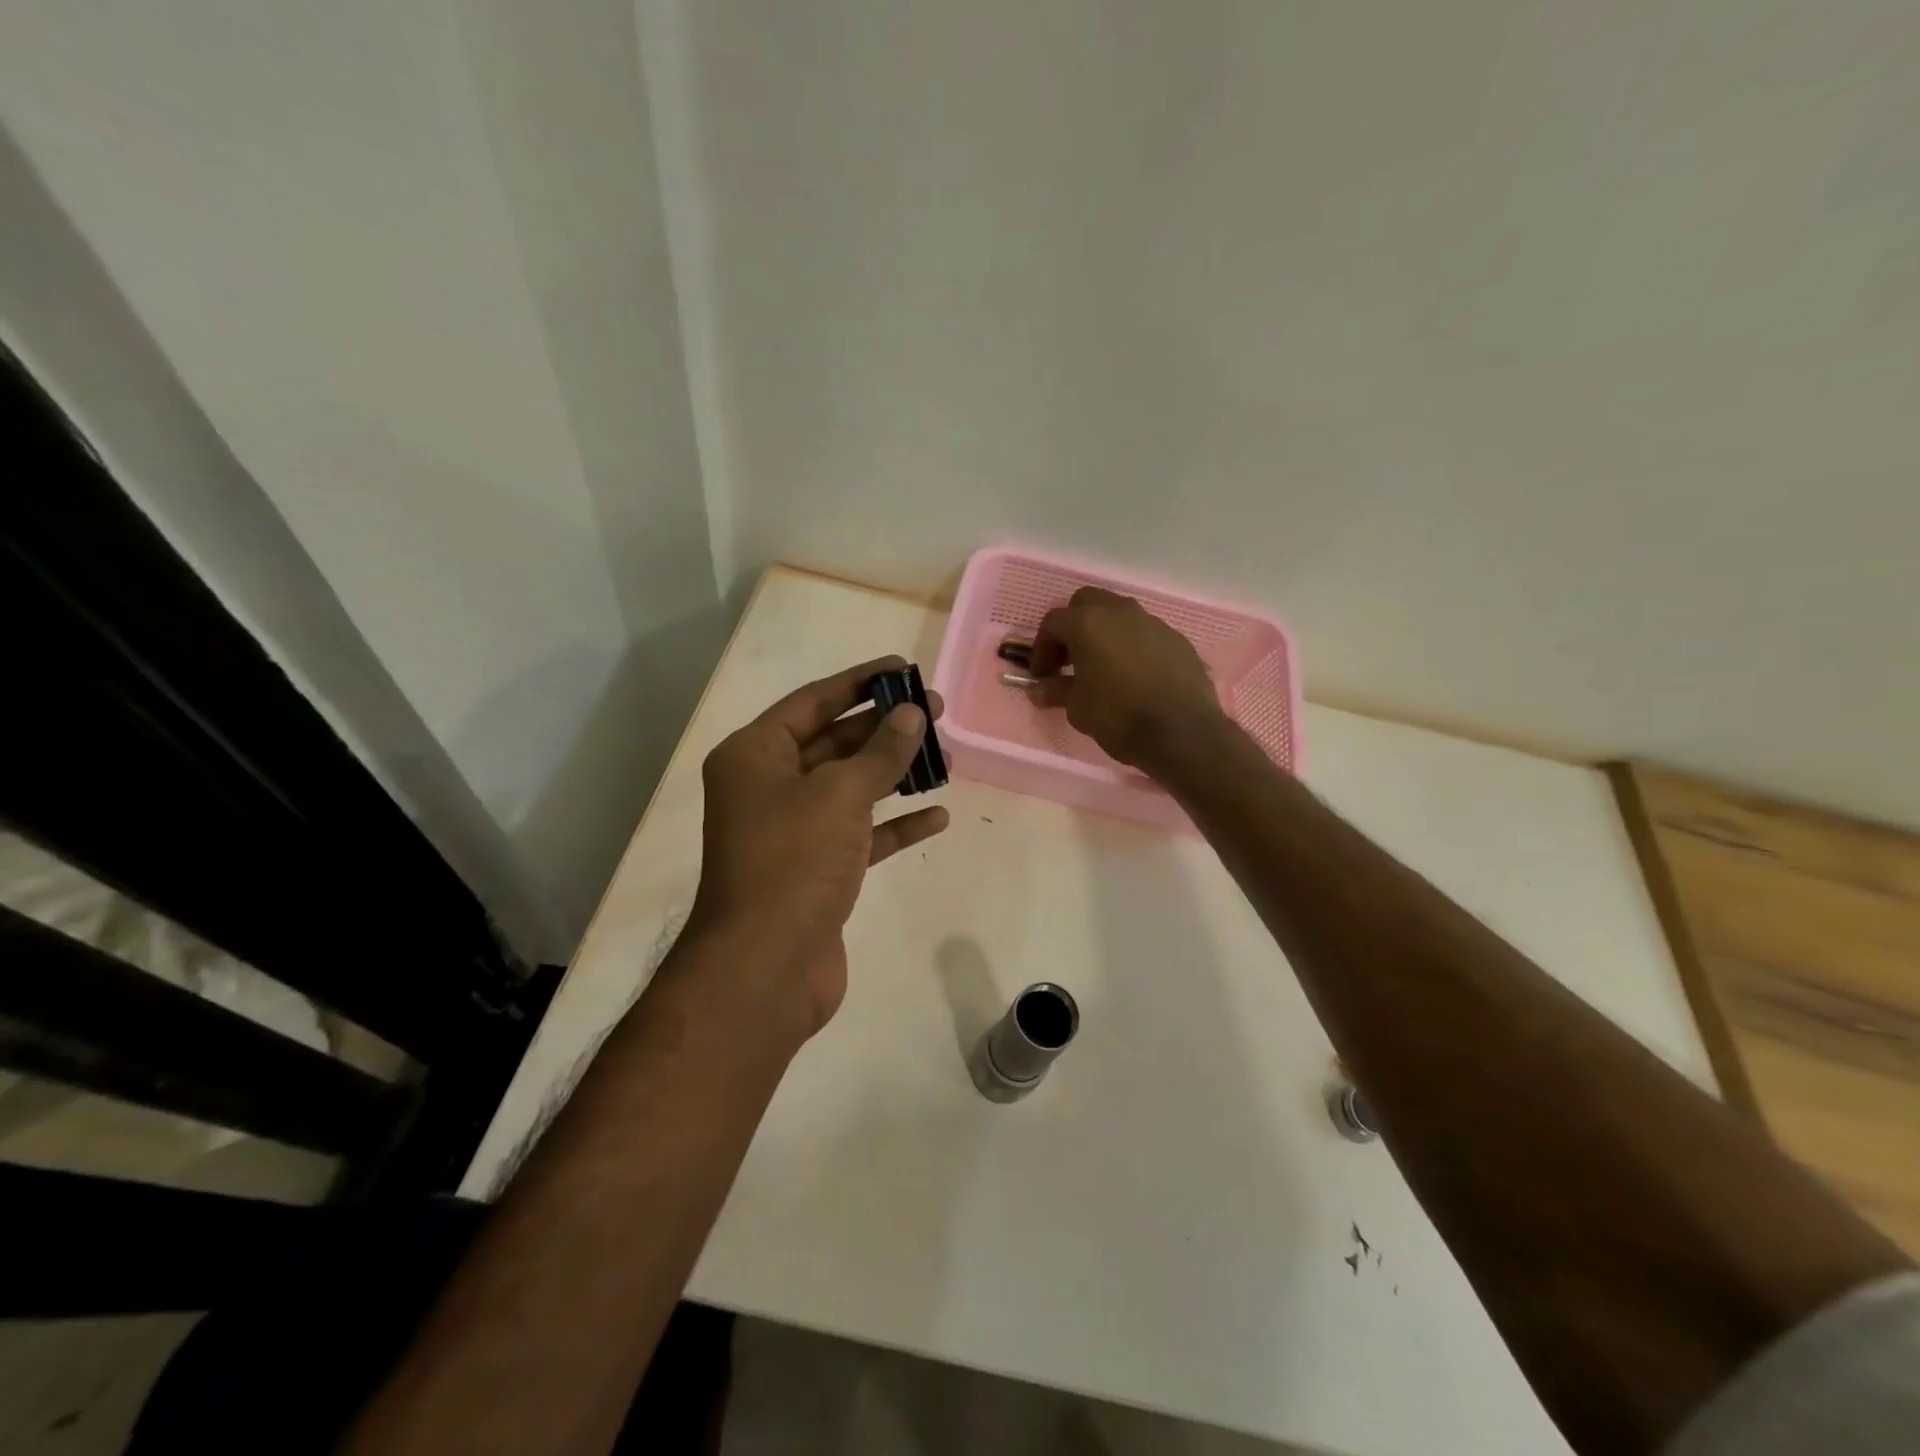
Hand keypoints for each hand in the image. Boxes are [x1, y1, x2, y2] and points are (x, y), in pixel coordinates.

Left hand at [687, 656, 948, 1042]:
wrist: (766, 968)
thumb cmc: (793, 861)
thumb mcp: (839, 794)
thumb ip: (880, 752)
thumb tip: (912, 714)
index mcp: (754, 756)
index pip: (812, 702)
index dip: (859, 683)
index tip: (903, 669)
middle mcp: (768, 788)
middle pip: (833, 743)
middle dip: (884, 728)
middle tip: (935, 713)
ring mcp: (792, 832)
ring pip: (850, 789)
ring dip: (894, 774)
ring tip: (945, 757)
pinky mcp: (817, 872)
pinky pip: (861, 835)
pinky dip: (895, 825)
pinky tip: (936, 816)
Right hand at [1030, 588, 1224, 771]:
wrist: (1182, 732)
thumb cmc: (1119, 717)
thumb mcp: (1078, 709)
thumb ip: (1057, 691)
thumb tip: (1039, 690)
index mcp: (1088, 623)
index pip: (1053, 623)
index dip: (1042, 649)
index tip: (1042, 676)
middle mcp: (1120, 612)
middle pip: (1087, 603)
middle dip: (1073, 627)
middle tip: (1070, 660)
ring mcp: (1152, 622)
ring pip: (1119, 615)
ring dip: (1105, 634)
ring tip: (1102, 668)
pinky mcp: (1177, 639)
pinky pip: (1145, 634)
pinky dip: (1132, 647)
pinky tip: (1134, 677)